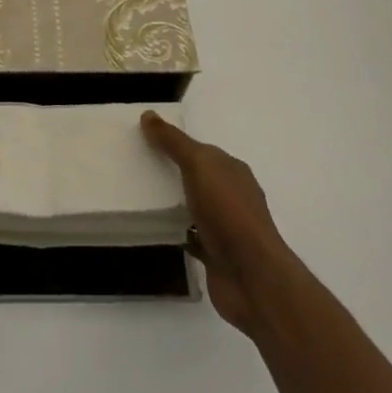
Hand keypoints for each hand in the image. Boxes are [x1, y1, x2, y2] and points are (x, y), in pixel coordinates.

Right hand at [142, 111, 294, 335]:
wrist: (252, 277)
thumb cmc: (228, 212)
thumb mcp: (199, 165)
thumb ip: (174, 142)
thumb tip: (148, 114)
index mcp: (234, 171)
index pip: (204, 151)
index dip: (179, 144)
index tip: (149, 140)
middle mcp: (233, 197)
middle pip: (200, 178)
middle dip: (175, 171)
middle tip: (139, 165)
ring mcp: (227, 228)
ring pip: (196, 207)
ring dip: (175, 202)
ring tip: (142, 195)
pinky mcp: (217, 256)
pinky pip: (193, 236)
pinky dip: (178, 231)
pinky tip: (158, 228)